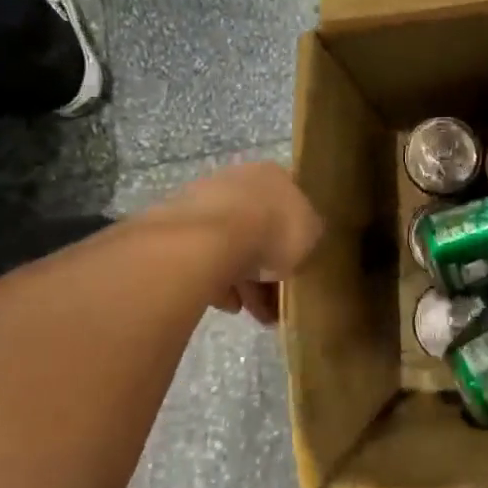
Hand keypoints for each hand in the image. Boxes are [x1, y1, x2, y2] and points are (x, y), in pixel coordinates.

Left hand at [155, 162, 322, 324]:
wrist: (210, 239)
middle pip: (257, 226)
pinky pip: (204, 260)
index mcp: (272, 175)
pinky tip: (228, 306)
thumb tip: (304, 238)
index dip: (295, 237)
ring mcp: (203, 202)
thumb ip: (309, 233)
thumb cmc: (272, 229)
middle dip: (267, 264)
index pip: (289, 204)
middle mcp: (237, 181)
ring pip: (230, 245)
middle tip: (276, 297)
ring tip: (254, 312)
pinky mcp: (176, 229)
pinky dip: (217, 282)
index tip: (297, 265)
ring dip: (243, 279)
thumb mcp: (311, 233)